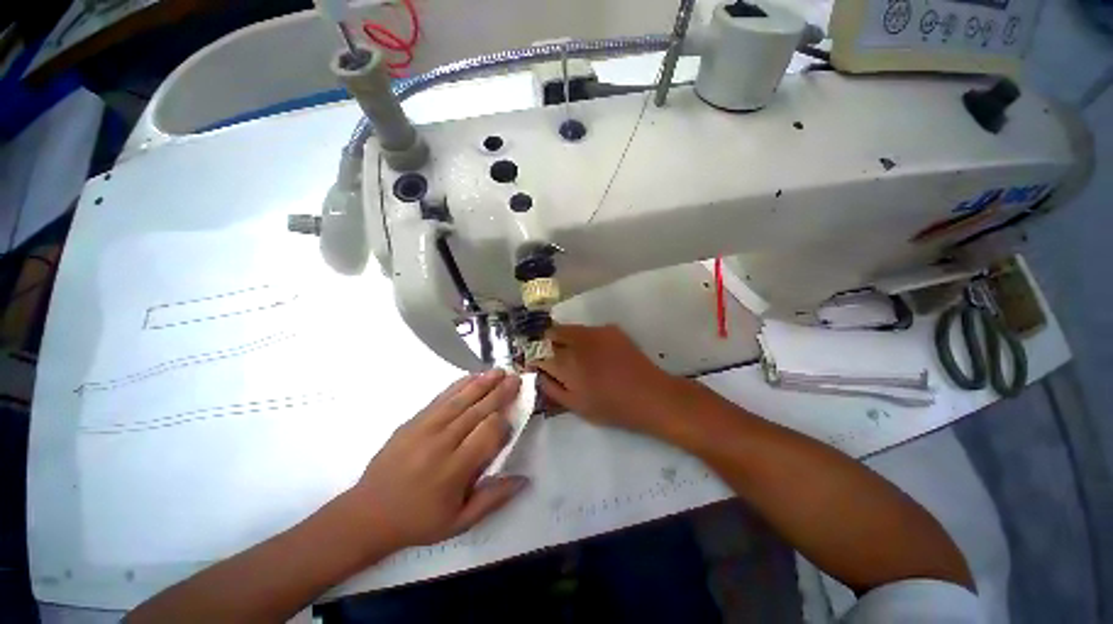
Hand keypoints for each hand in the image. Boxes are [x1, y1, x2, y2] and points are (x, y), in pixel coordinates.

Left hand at [347, 369, 526, 549]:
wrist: (368, 513)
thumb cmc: (419, 520)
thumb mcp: (459, 522)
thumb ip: (494, 499)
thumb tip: (525, 479)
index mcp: (454, 470)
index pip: (488, 434)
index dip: (504, 423)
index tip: (513, 418)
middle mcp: (441, 443)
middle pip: (477, 411)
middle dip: (500, 393)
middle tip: (516, 379)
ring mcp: (425, 428)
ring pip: (461, 400)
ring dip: (483, 383)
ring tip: (500, 371)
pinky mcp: (413, 421)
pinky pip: (441, 398)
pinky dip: (459, 385)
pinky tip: (472, 377)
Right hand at [533, 324, 691, 434]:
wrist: (650, 394)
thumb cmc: (611, 407)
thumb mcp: (576, 405)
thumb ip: (552, 388)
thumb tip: (538, 374)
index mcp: (566, 363)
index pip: (538, 353)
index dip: (534, 358)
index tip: (535, 363)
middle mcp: (577, 341)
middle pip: (550, 333)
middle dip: (546, 343)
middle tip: (553, 357)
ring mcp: (595, 331)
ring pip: (569, 328)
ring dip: (564, 339)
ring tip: (575, 355)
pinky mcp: (610, 329)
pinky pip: (587, 330)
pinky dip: (583, 338)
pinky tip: (595, 352)